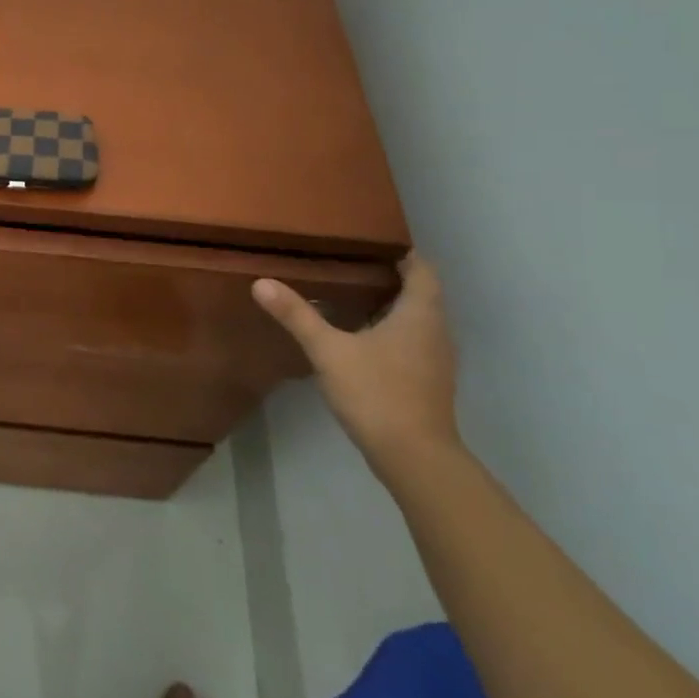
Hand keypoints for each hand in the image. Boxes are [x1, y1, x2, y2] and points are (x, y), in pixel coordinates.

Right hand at [252, 254, 460, 476]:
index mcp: (420, 314)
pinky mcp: (427, 380)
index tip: (369, 241)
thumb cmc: (377, 392)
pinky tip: (359, 336)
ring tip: (349, 293)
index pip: (422, 268)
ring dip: (390, 304)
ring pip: (417, 318)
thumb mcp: (329, 350)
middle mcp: (436, 330)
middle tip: (348, 263)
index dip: (401, 252)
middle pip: (420, 292)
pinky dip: (391, 329)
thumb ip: (297, 315)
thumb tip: (261, 282)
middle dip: (389, 276)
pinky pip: (412, 340)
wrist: (414, 456)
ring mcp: (435, 358)